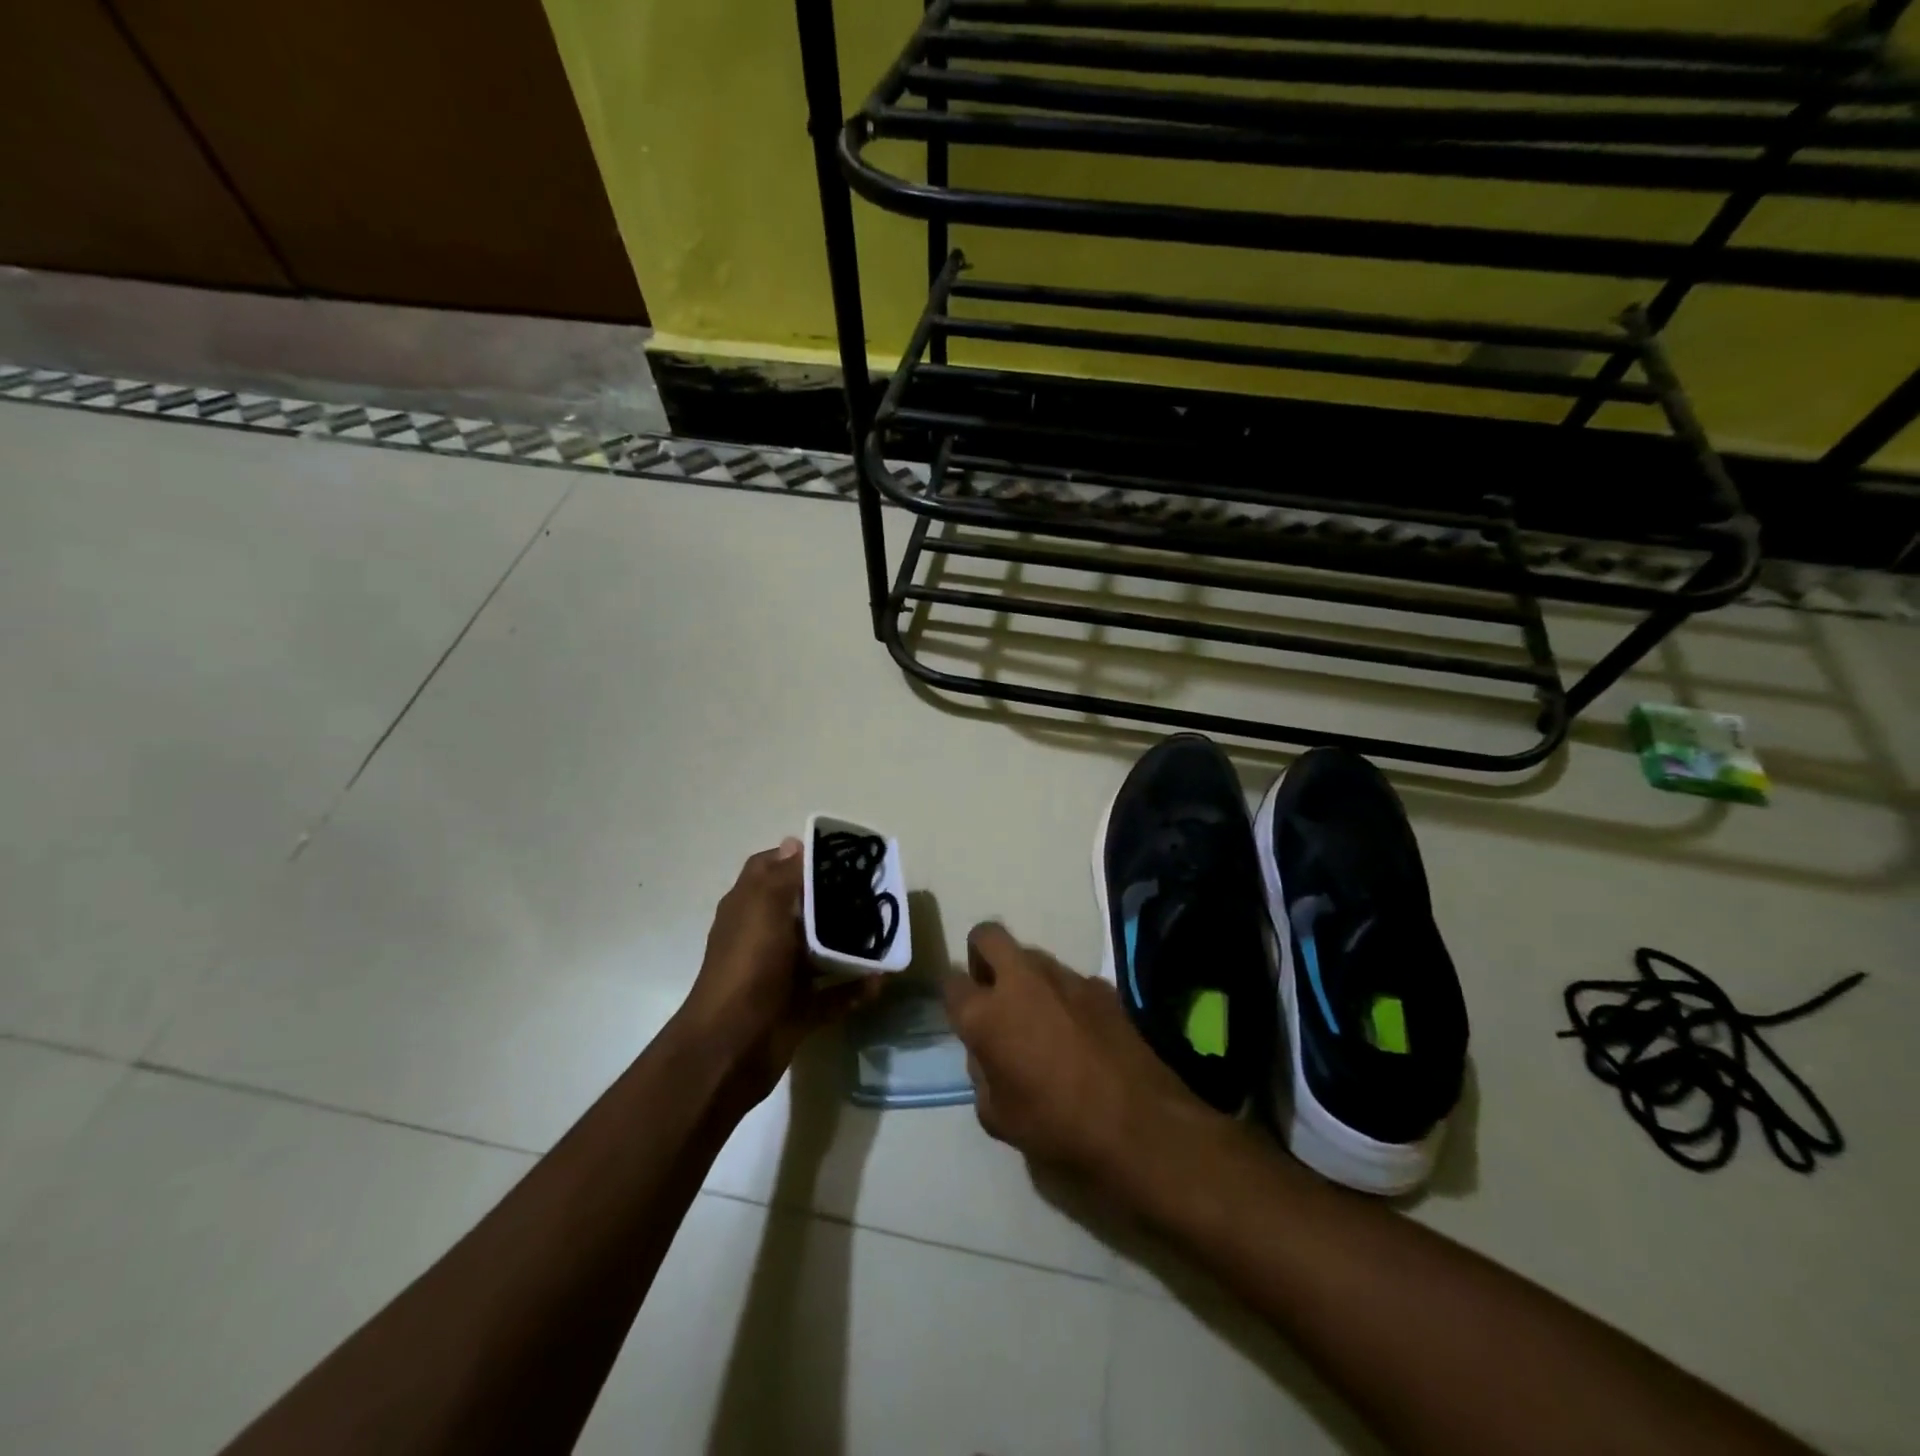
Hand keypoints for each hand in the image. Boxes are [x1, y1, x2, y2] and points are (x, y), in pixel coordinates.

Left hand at [678, 840, 881, 1108]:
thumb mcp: (764, 907)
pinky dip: (855, 988)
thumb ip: (784, 875)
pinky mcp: (798, 1010)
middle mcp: (764, 937)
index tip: (836, 854)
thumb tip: (793, 841)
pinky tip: (881, 980)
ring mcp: (781, 975)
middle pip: (802, 910)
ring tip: (883, 933)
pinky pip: (833, 995)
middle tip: (871, 891)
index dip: (797, 857)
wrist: (731, 1047)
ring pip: (821, 953)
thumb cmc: (748, 965)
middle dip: (834, 900)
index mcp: (749, 908)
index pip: (769, 869)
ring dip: (849, 945)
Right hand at [944, 923, 1219, 1195]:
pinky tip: (1079, 1030)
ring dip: (1025, 976)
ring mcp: (1064, 976)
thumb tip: (987, 1051)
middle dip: (982, 954)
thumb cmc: (1056, 1127)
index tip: (962, 1011)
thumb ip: (982, 1073)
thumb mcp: (997, 1117)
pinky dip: (1064, 995)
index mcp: (985, 1014)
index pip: (951, 981)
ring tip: (1040, 1017)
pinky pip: (1069, 979)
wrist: (1137, 1124)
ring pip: (1031, 955)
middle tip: (992, 989)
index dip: (954, 995)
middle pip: (987, 936)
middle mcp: (1020, 981)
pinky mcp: (1100, 984)